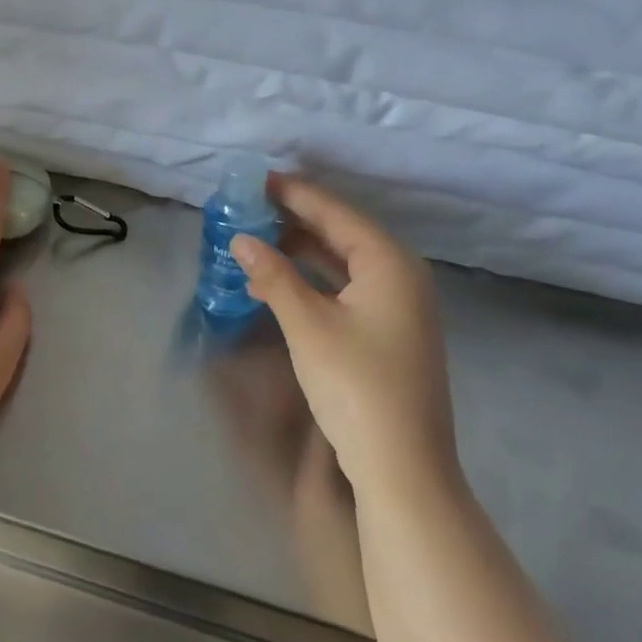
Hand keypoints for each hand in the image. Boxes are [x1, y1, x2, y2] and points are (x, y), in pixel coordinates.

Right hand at [230, 175, 458, 503]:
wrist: (401, 462)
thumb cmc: (355, 385)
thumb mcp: (307, 325)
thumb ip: (273, 276)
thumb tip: (241, 240)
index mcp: (389, 264)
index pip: (336, 213)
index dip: (294, 194)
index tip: (256, 180)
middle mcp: (401, 276)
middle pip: (342, 233)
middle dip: (296, 219)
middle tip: (249, 208)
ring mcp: (398, 306)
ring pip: (342, 262)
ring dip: (301, 250)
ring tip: (256, 238)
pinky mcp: (387, 331)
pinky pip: (345, 287)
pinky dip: (312, 279)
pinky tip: (279, 281)